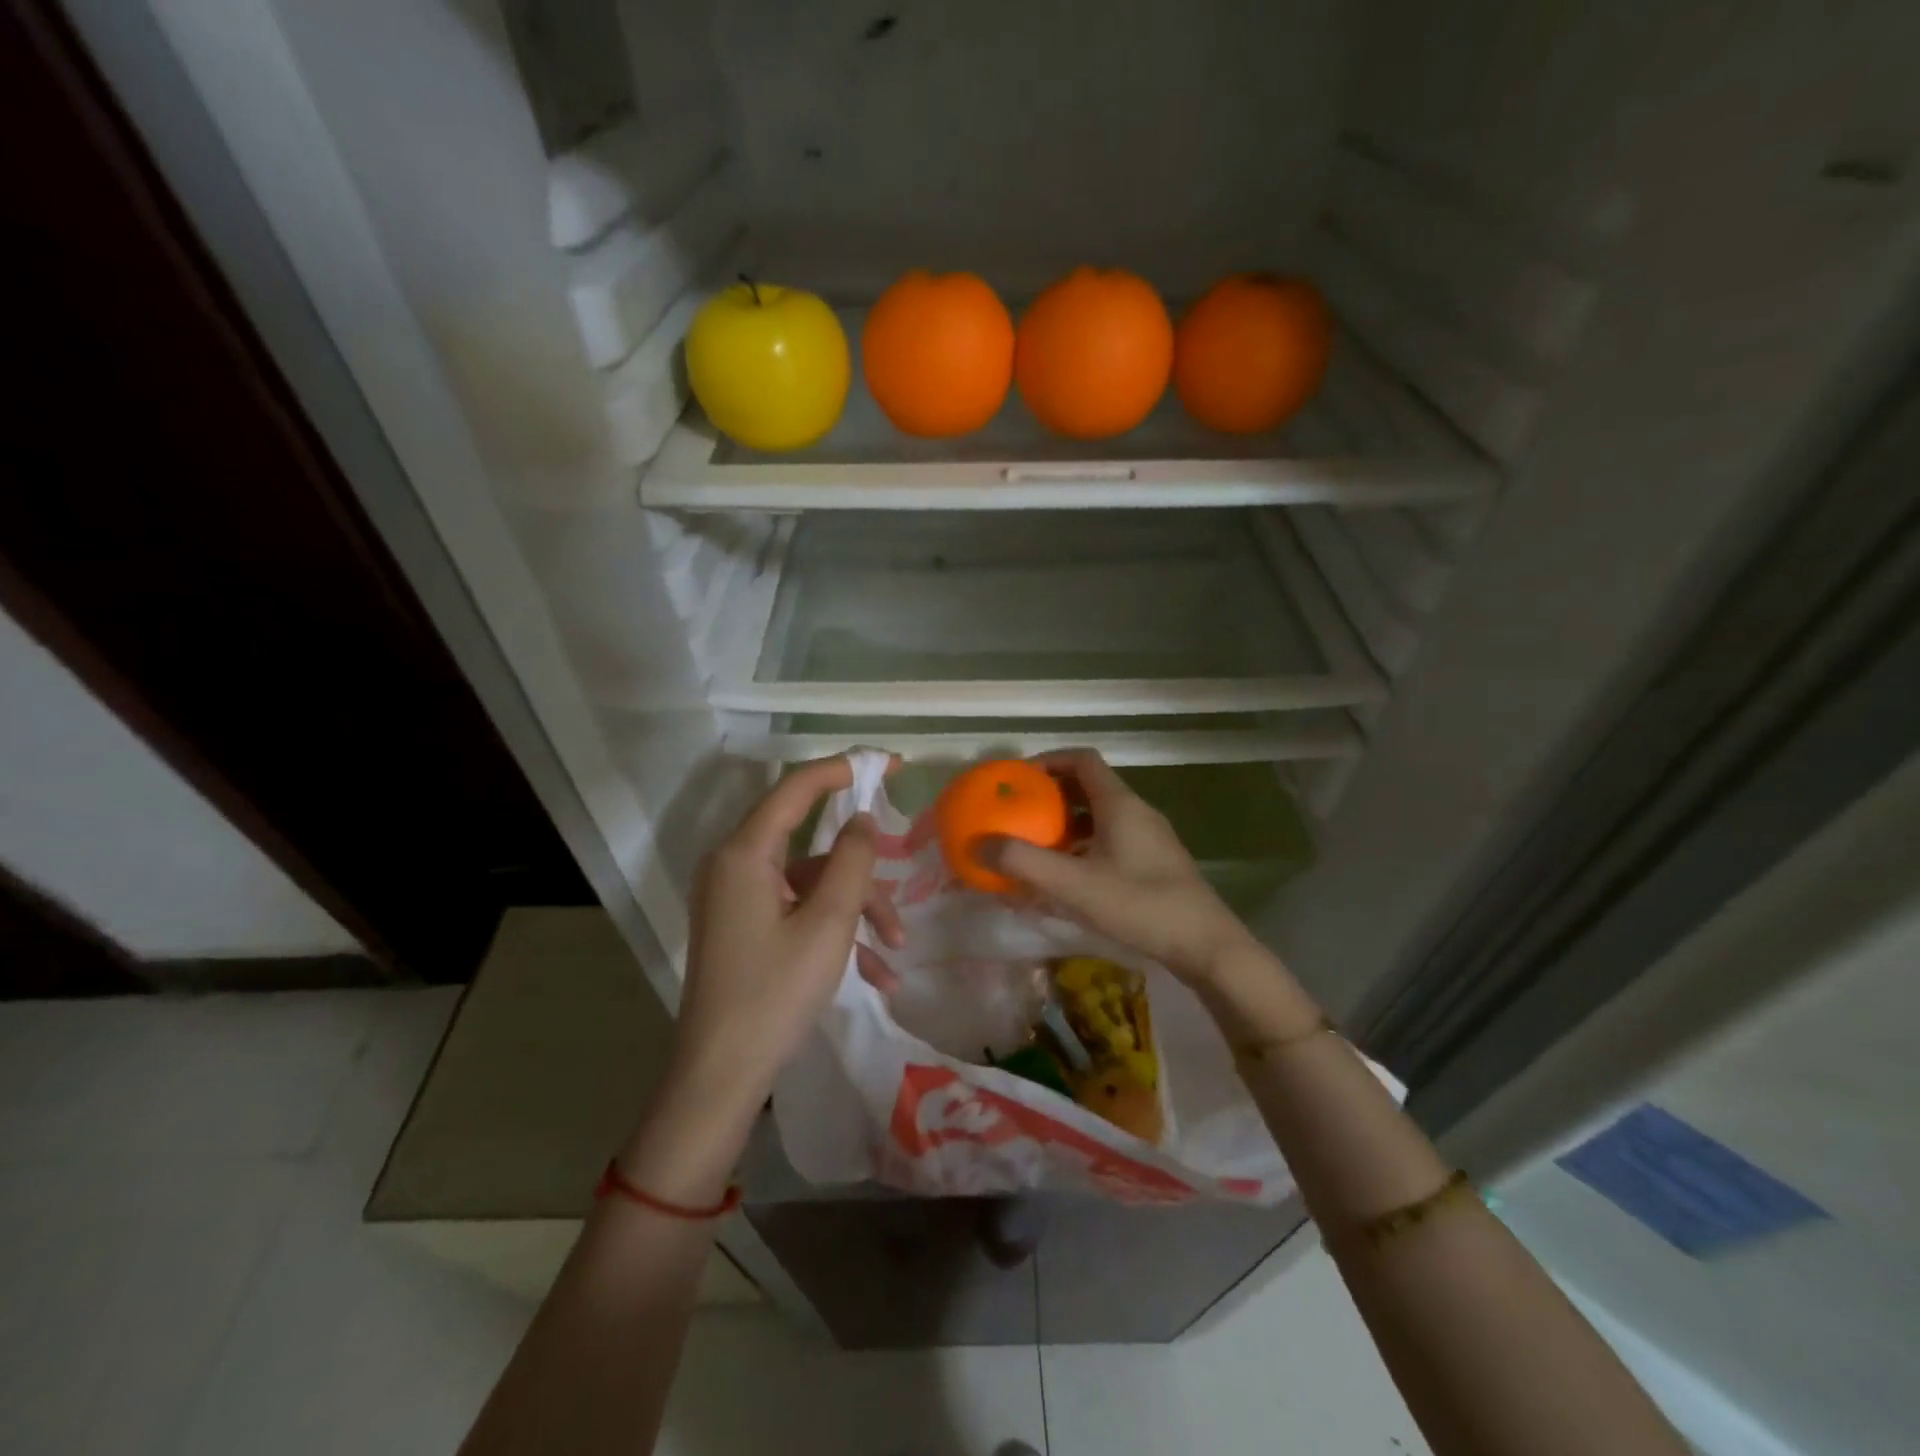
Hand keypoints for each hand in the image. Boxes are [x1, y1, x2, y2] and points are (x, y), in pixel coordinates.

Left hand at [670, 757, 897, 1109]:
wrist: (721, 1076)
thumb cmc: (775, 993)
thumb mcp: (829, 924)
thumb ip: (853, 861)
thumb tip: (863, 820)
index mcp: (745, 854)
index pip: (796, 787)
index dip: (844, 769)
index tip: (890, 765)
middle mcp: (736, 867)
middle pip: (812, 847)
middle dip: (862, 874)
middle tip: (904, 891)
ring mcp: (739, 899)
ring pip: (813, 885)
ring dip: (857, 912)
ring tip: (895, 951)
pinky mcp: (745, 927)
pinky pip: (798, 913)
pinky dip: (835, 933)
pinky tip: (875, 974)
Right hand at [978, 749, 1257, 984]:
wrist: (1206, 946)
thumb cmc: (1140, 906)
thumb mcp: (1074, 885)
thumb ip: (1024, 863)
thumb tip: (977, 844)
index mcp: (1120, 804)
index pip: (1082, 760)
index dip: (1048, 760)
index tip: (1018, 778)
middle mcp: (1136, 812)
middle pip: (1089, 787)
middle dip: (1051, 795)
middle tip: (1019, 813)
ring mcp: (1149, 838)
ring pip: (1100, 816)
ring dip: (1066, 824)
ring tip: (1036, 845)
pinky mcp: (1154, 863)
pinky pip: (1110, 840)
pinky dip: (1083, 847)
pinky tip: (1068, 877)